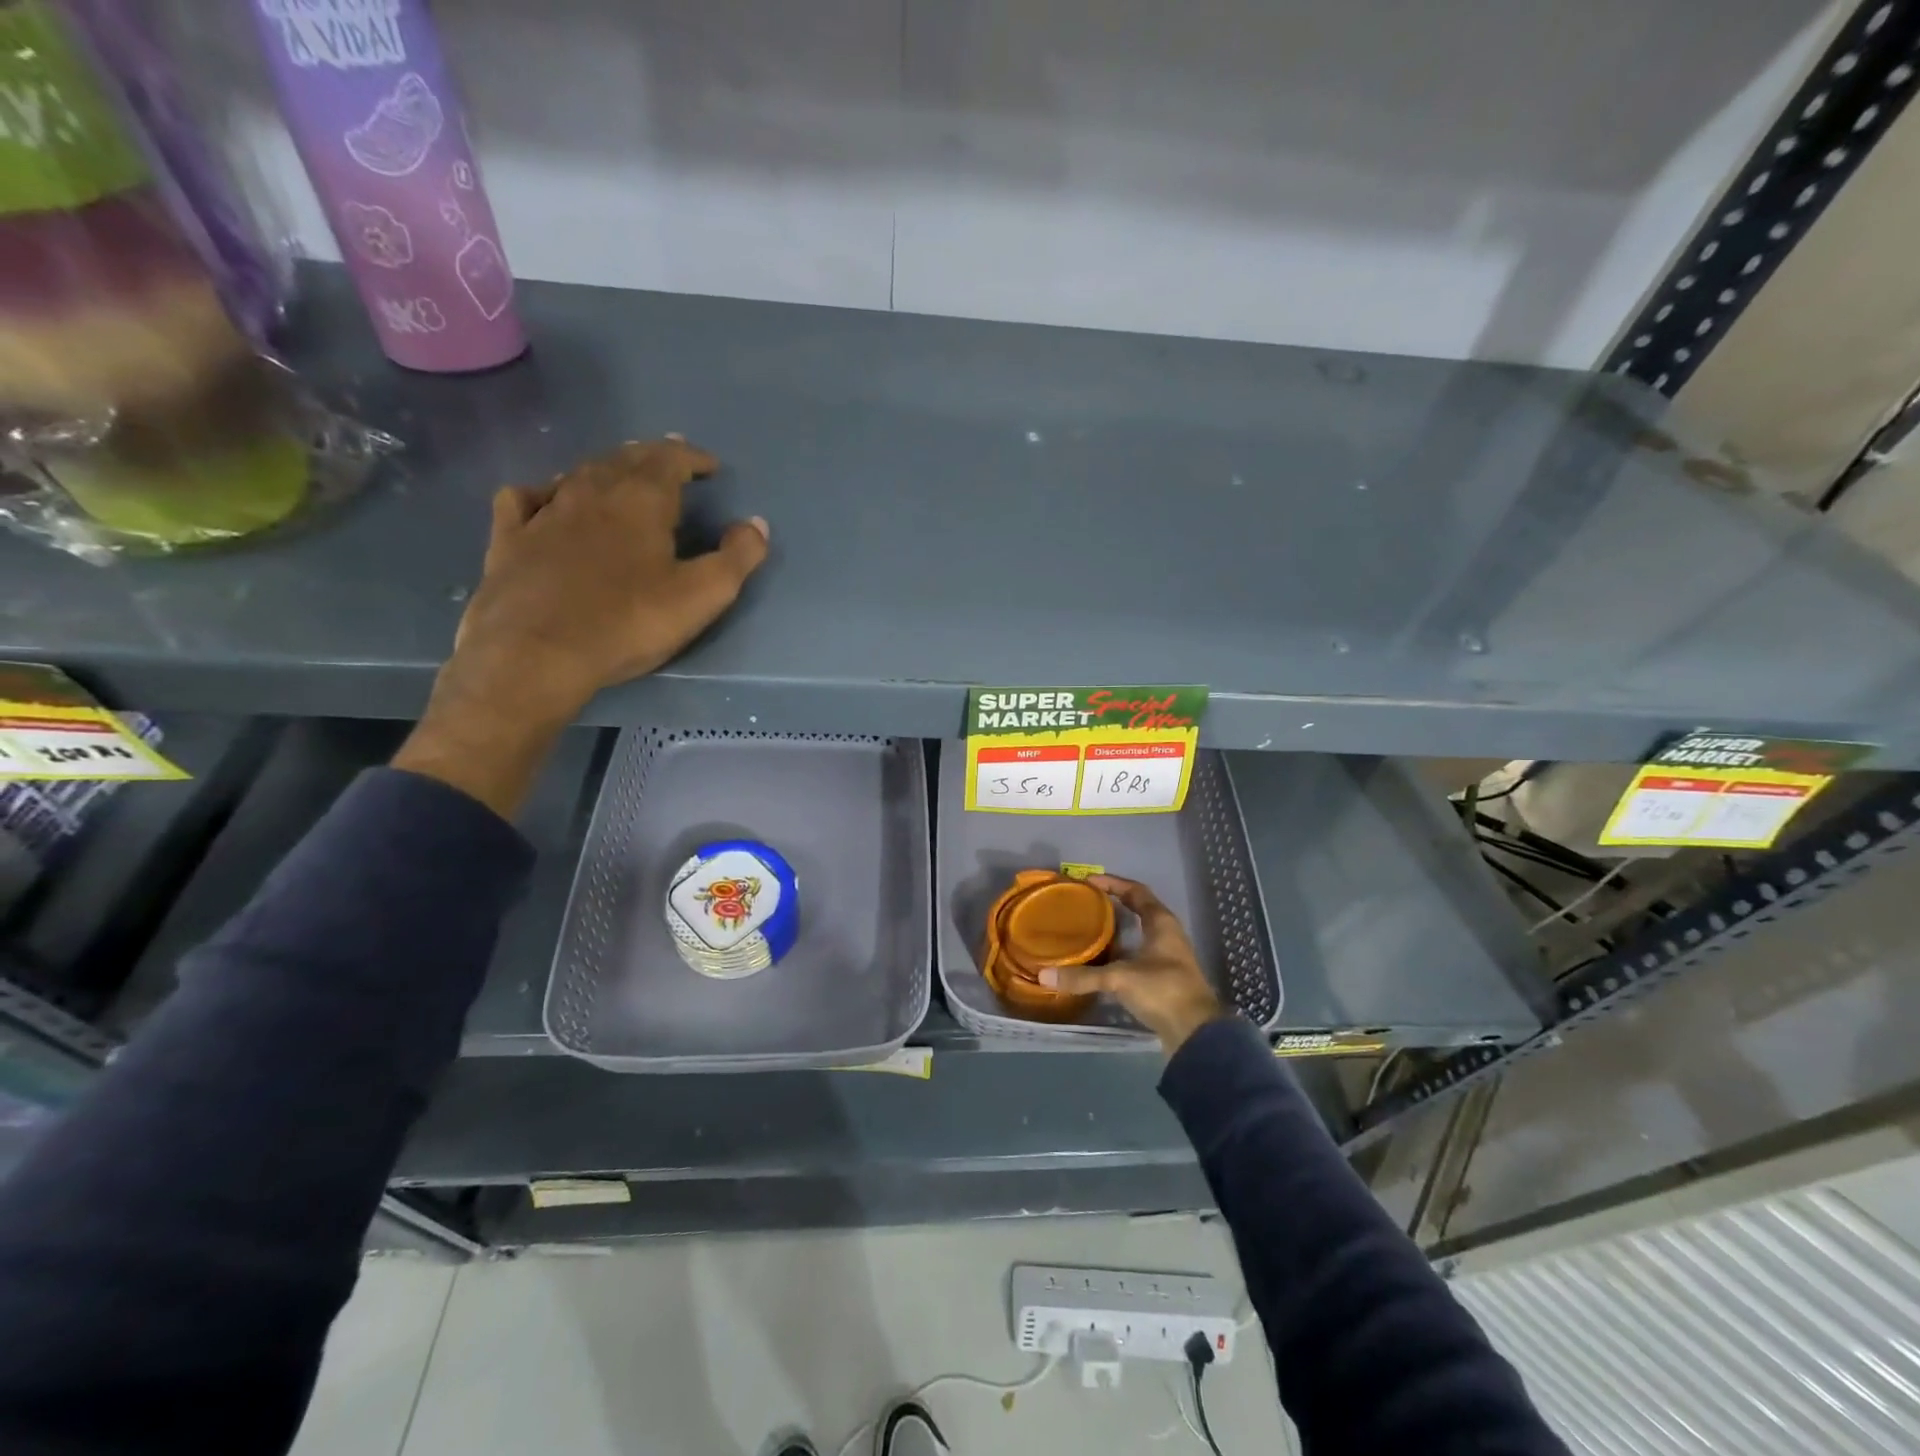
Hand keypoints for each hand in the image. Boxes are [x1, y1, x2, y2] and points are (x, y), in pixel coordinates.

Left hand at [446, 437, 767, 726]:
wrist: (536, 654)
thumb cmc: (628, 622)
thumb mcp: (701, 596)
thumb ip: (737, 557)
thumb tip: (756, 523)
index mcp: (640, 500)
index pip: (670, 460)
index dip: (693, 458)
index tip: (710, 466)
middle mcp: (590, 491)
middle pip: (625, 459)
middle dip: (651, 456)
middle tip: (668, 459)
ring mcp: (544, 512)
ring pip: (579, 473)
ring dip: (606, 468)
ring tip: (620, 473)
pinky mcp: (509, 538)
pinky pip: (525, 497)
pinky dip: (543, 490)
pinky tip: (547, 498)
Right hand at [1039, 875, 1225, 1054]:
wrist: (1196, 1033)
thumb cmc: (1163, 991)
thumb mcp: (1120, 979)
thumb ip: (1083, 976)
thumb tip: (1043, 976)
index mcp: (1161, 923)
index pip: (1136, 891)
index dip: (1113, 883)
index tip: (1087, 881)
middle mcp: (1167, 934)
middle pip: (1139, 909)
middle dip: (1113, 903)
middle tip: (1085, 903)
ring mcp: (1167, 957)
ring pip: (1139, 933)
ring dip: (1116, 929)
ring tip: (1088, 929)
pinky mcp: (1164, 978)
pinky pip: (1138, 954)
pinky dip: (1120, 952)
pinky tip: (1101, 961)